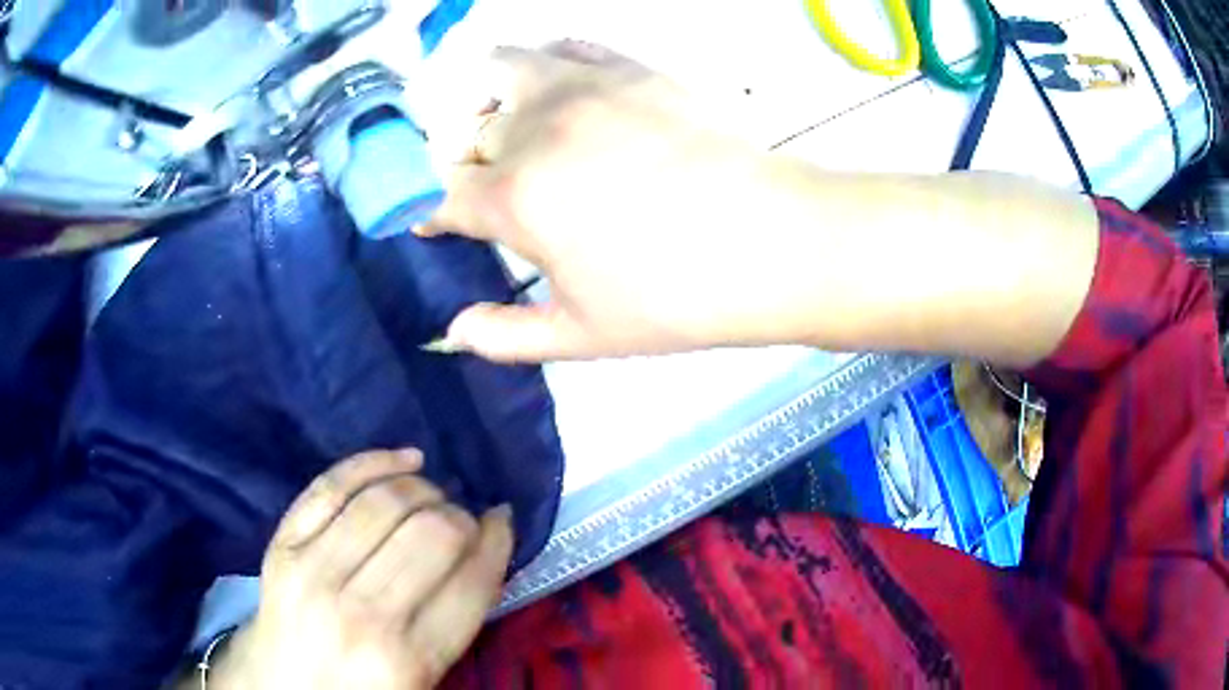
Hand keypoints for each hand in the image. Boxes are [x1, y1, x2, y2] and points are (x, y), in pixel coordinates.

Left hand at [211, 450, 511, 689]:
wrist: (281, 685)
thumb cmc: (362, 689)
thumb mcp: (425, 678)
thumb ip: (456, 621)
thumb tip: (487, 545)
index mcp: (408, 659)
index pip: (471, 582)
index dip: (496, 543)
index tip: (501, 522)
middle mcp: (362, 614)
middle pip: (433, 533)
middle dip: (461, 517)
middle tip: (463, 521)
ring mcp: (314, 572)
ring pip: (386, 502)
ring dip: (423, 489)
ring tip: (432, 496)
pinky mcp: (283, 545)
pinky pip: (332, 485)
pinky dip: (374, 462)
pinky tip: (404, 460)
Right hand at [425, 43, 1097, 366]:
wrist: (773, 244)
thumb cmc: (676, 299)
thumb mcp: (582, 335)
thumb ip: (505, 335)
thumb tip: (452, 333)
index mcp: (514, 198)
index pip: (442, 196)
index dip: (433, 214)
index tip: (437, 227)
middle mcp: (534, 128)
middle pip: (469, 134)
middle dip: (468, 165)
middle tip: (494, 190)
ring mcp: (583, 87)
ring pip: (505, 69)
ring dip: (494, 98)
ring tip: (515, 125)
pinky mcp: (631, 69)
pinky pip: (570, 47)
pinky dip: (552, 62)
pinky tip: (562, 85)